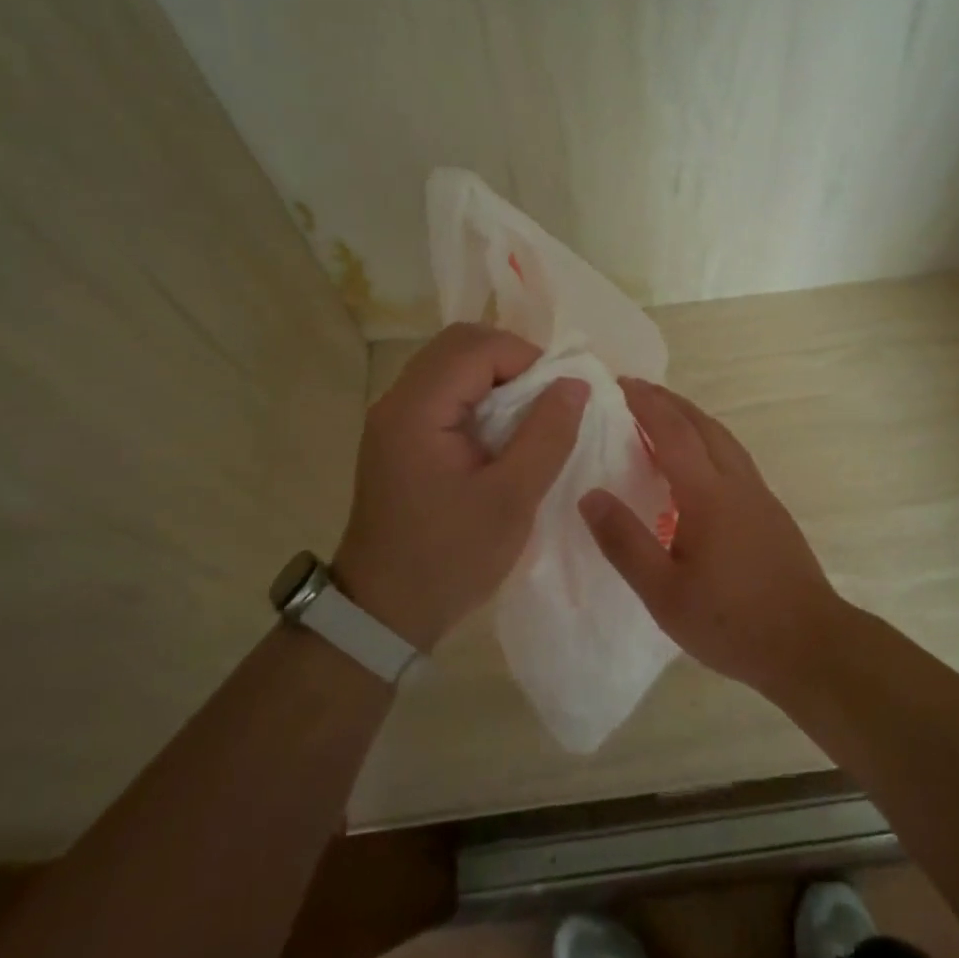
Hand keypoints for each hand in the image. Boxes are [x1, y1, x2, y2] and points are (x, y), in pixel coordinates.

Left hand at [332, 323, 588, 651]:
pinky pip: (444, 390)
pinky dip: (480, 395)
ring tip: (530, 415)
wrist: (383, 612)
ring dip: (497, 376)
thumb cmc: (449, 558)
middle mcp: (398, 400)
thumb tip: (575, 383)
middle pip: (460, 344)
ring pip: (452, 364)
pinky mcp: (400, 435)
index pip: (477, 347)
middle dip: (512, 359)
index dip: (527, 358)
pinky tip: (502, 431)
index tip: (561, 395)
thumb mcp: (512, 500)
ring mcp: (394, 417)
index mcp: (417, 410)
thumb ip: (547, 435)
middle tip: (547, 399)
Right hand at [578, 378, 844, 694]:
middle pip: (702, 424)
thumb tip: (589, 495)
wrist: (810, 645)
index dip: (645, 404)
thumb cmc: (732, 622)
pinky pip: (734, 457)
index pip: (671, 432)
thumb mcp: (664, 593)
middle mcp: (736, 482)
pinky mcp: (771, 511)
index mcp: (707, 494)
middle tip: (637, 389)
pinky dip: (709, 440)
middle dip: (668, 401)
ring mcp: (759, 494)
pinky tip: (699, 464)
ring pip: (723, 438)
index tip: (619, 383)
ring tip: (665, 416)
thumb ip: (625, 542)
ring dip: (692, 417)